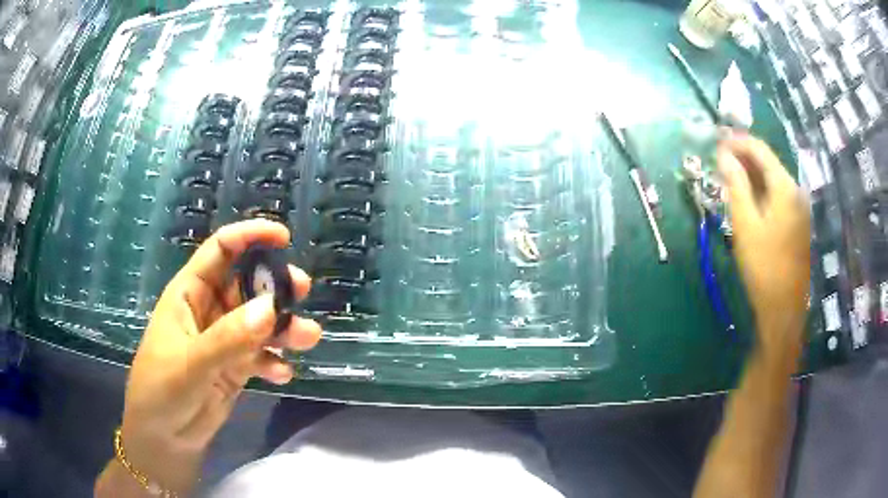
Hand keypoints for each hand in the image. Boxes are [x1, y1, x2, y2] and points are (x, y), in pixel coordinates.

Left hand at [116, 219, 321, 492]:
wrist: (164, 439)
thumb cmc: (162, 391)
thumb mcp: (190, 365)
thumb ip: (228, 338)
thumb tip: (270, 308)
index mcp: (189, 294)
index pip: (220, 251)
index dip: (249, 237)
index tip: (284, 237)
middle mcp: (208, 311)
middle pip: (247, 285)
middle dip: (275, 285)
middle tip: (302, 291)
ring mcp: (223, 341)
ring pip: (259, 322)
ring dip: (283, 327)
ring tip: (306, 339)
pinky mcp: (235, 368)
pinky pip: (261, 355)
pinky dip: (274, 361)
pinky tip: (281, 375)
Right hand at [717, 134, 810, 359]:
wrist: (784, 309)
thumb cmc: (763, 267)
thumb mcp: (745, 224)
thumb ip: (735, 184)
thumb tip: (723, 154)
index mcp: (785, 187)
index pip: (759, 149)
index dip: (737, 141)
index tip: (716, 141)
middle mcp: (796, 190)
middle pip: (768, 162)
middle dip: (743, 157)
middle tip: (719, 160)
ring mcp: (799, 207)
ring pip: (773, 179)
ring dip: (751, 174)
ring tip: (729, 177)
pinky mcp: (798, 222)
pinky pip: (778, 195)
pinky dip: (761, 190)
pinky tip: (748, 198)